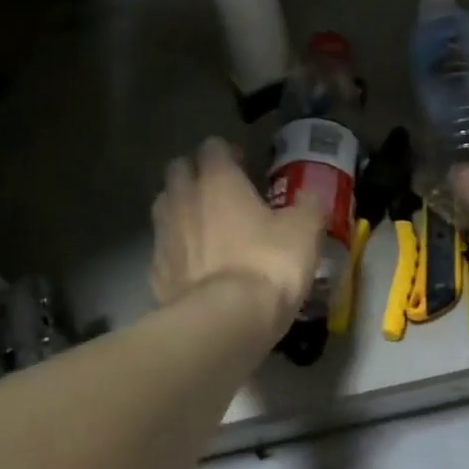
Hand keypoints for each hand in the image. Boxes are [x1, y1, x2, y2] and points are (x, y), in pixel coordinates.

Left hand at [151, 138, 325, 325]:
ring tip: (205, 226)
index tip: (244, 165)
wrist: (225, 320)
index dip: (228, 153)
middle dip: (196, 175)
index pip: (213, 148)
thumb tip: (311, 194)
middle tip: (221, 193)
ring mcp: (164, 235)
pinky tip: (194, 265)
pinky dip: (177, 250)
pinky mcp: (156, 271)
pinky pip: (164, 249)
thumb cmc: (268, 264)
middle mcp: (183, 199)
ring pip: (165, 207)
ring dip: (182, 209)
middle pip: (179, 171)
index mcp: (218, 181)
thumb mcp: (305, 231)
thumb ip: (308, 205)